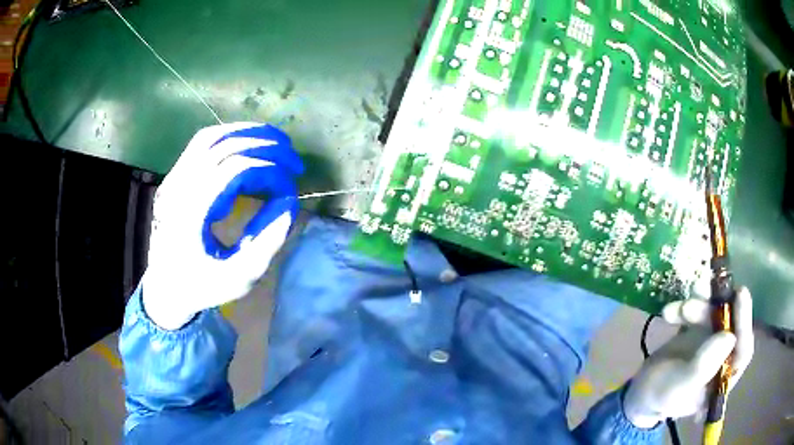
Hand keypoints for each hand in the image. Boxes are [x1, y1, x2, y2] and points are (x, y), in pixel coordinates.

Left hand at [142, 123, 303, 329]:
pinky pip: (201, 144)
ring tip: (277, 142)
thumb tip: (290, 201)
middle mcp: (178, 189)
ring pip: (210, 137)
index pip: (234, 170)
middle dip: (265, 145)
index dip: (269, 170)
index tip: (291, 187)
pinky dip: (229, 137)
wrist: (165, 287)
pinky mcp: (174, 177)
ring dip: (247, 133)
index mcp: (191, 214)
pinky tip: (248, 146)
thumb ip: (267, 242)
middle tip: (294, 159)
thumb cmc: (202, 286)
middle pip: (223, 146)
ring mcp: (173, 180)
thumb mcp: (239, 278)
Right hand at [623, 287, 753, 427]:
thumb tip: (730, 337)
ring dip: (698, 306)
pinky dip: (686, 307)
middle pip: (730, 326)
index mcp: (724, 380)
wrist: (641, 390)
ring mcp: (714, 342)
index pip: (743, 351)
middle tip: (708, 290)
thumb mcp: (678, 388)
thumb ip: (702, 368)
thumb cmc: (660, 395)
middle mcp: (724, 358)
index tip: (740, 295)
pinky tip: (670, 312)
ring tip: (679, 308)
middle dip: (716, 309)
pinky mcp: (702, 330)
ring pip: (715, 314)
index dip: (744, 323)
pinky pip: (700, 310)